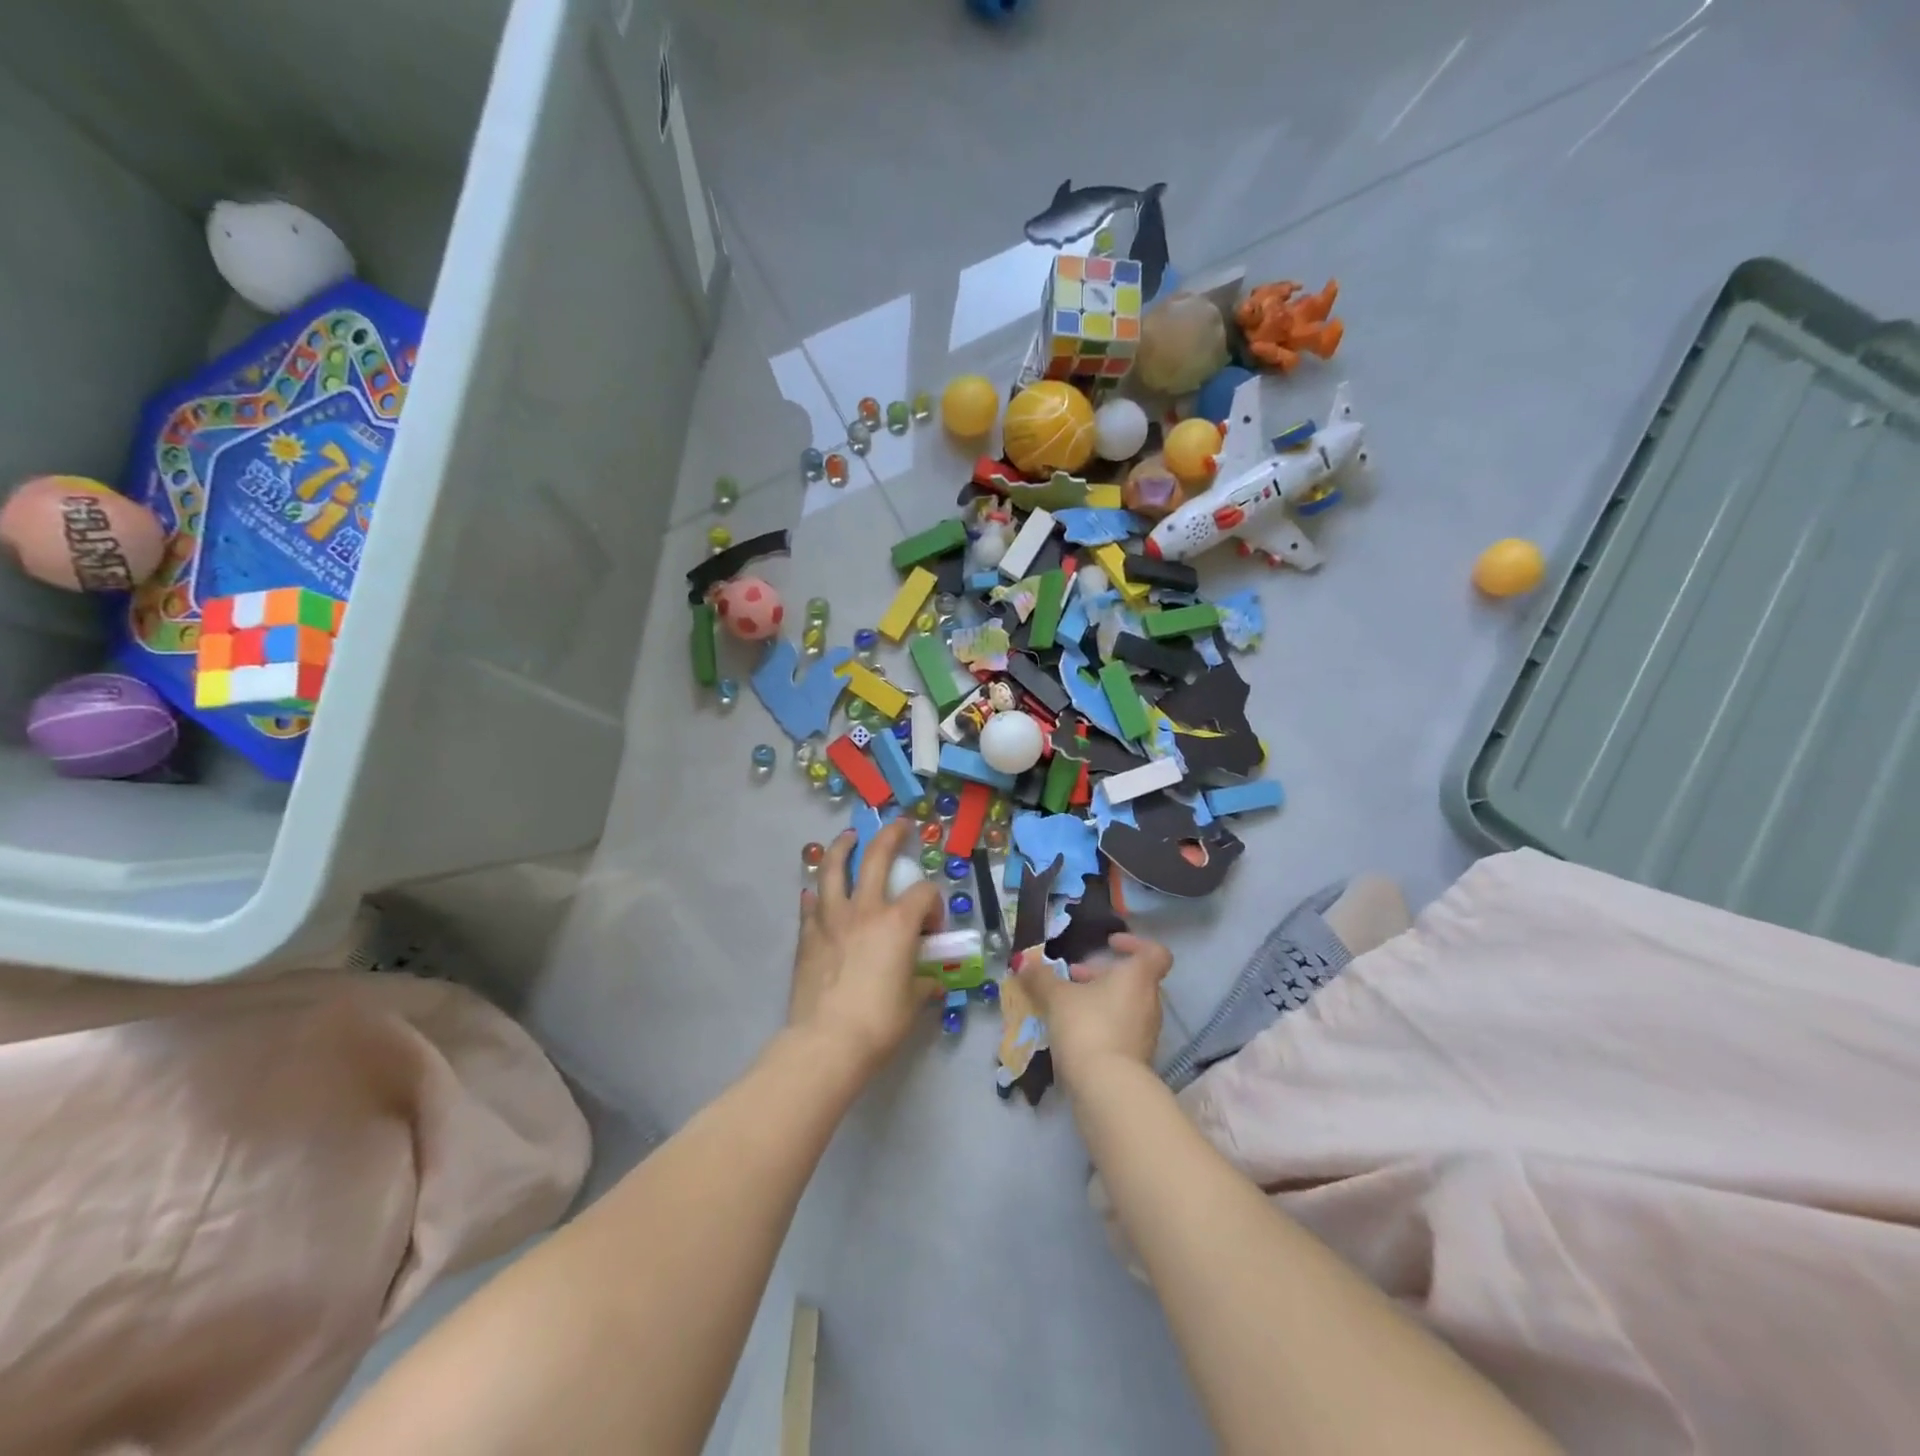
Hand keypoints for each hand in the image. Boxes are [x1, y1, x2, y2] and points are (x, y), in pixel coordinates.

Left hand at [788, 819, 942, 1077]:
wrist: (827, 1042)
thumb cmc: (879, 1021)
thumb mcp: (913, 1002)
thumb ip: (923, 984)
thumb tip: (929, 983)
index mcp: (898, 922)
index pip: (923, 894)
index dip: (933, 905)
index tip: (932, 929)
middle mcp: (865, 910)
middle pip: (877, 857)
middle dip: (890, 836)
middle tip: (898, 825)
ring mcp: (831, 919)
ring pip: (833, 869)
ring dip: (842, 848)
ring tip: (848, 837)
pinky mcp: (807, 936)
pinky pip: (810, 904)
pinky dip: (815, 894)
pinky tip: (815, 892)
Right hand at [1014, 933, 1172, 1087]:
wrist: (1107, 1088)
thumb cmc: (1087, 1026)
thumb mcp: (1057, 997)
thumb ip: (1041, 978)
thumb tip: (1023, 963)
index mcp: (1138, 978)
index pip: (1155, 953)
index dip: (1135, 943)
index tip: (1109, 944)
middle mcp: (1149, 1002)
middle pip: (1134, 979)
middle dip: (1103, 975)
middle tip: (1074, 975)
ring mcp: (1147, 1032)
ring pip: (1126, 1005)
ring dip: (1101, 1000)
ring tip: (1068, 1005)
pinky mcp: (1138, 1058)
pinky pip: (1122, 1030)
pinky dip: (1103, 1024)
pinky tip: (1075, 1033)